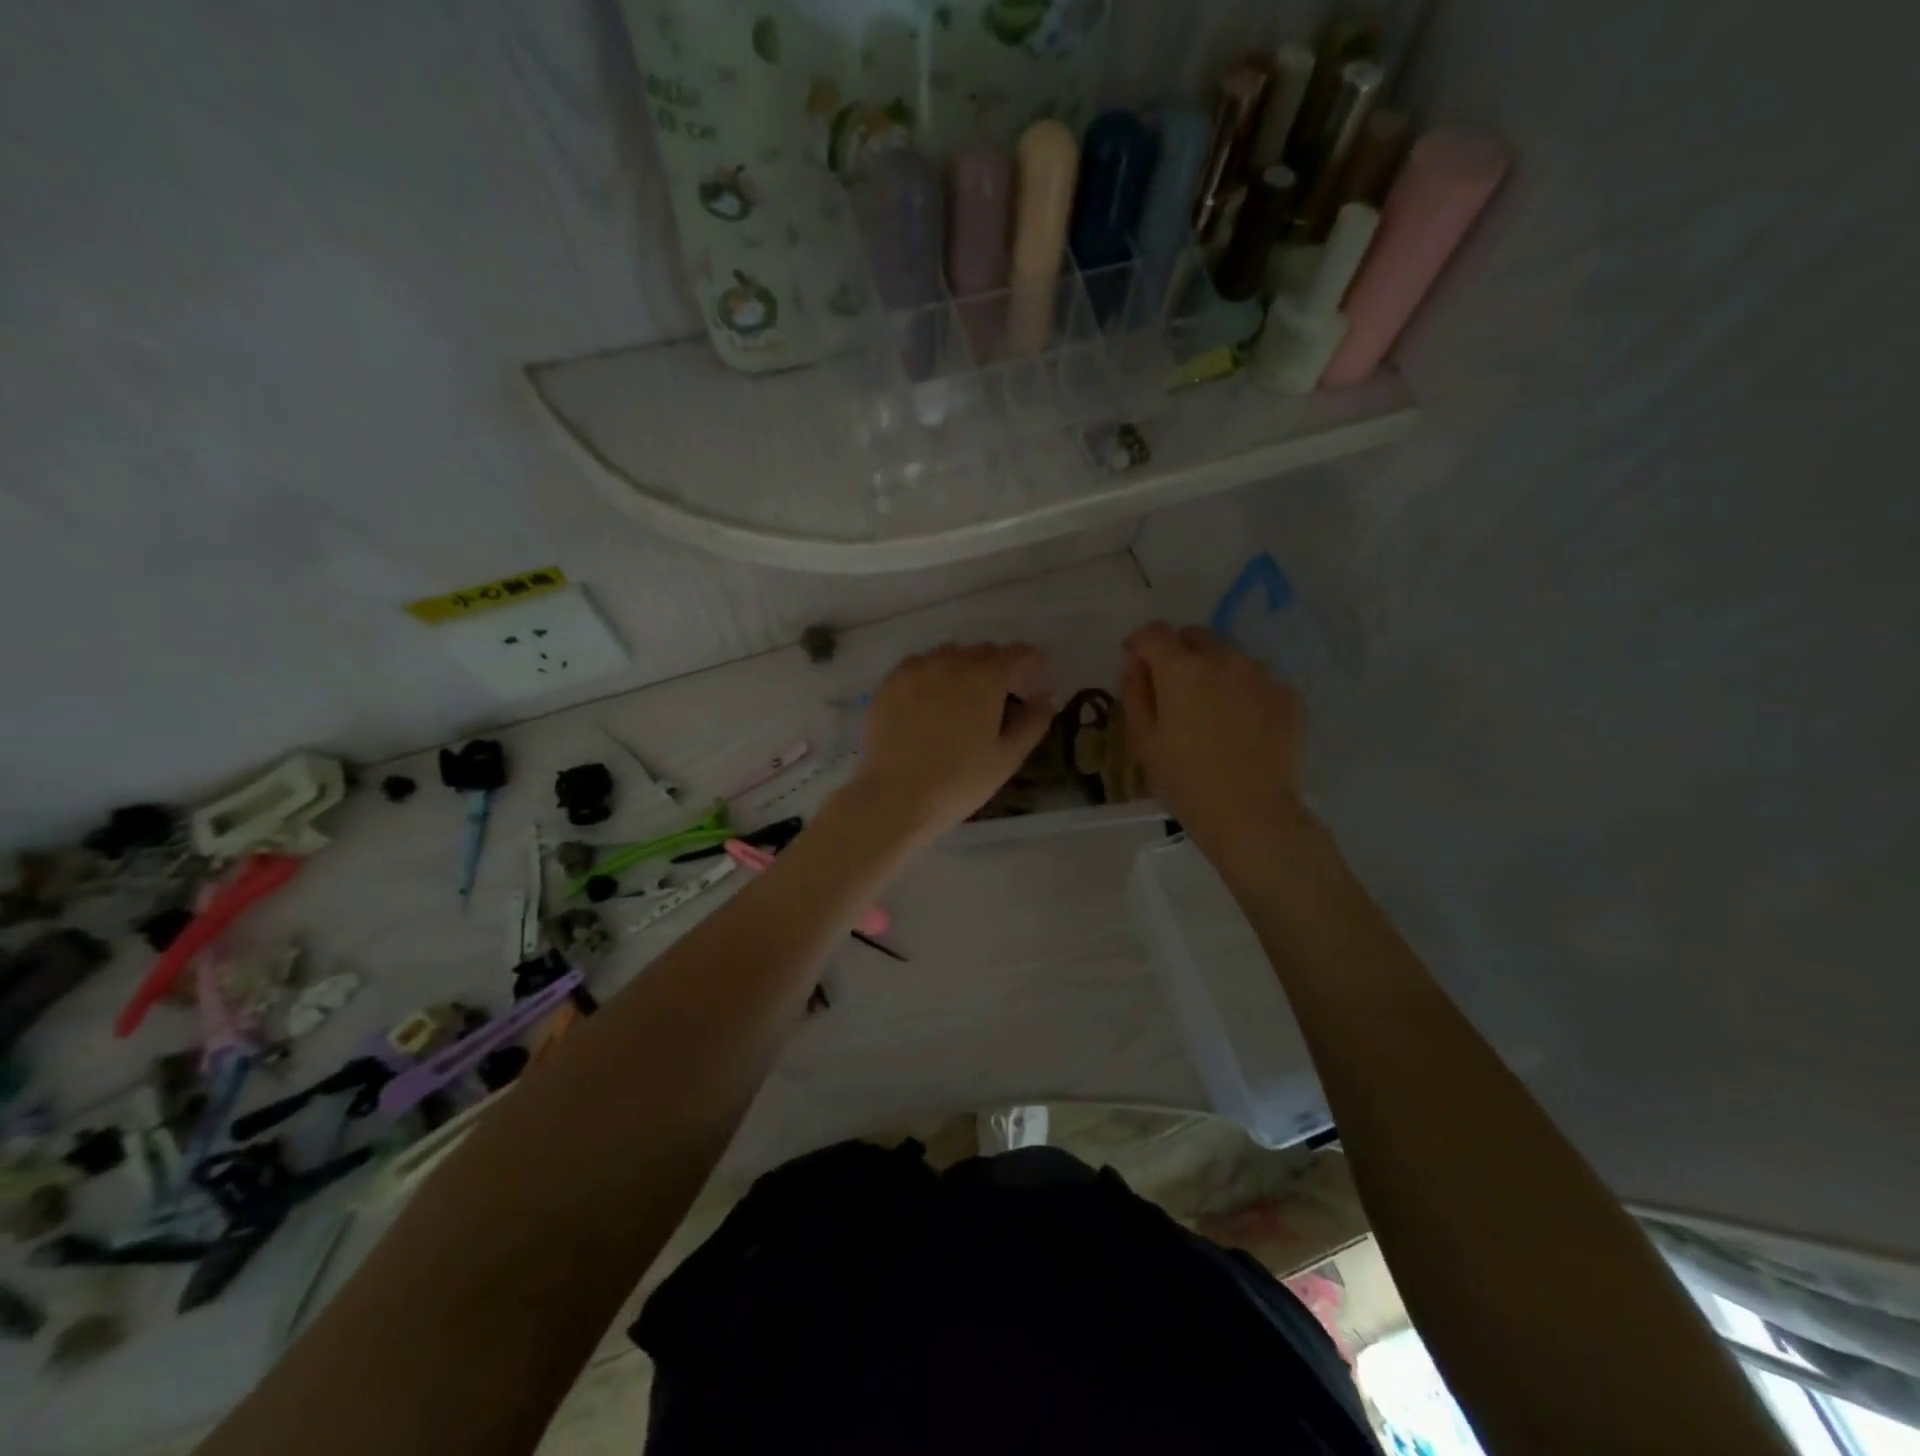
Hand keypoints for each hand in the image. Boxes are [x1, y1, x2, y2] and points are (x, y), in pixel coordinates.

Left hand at [851, 642, 1055, 840]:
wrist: (895, 798)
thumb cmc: (959, 782)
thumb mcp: (1007, 757)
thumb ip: (1034, 721)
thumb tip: (1046, 695)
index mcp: (985, 678)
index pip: (1020, 654)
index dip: (1035, 662)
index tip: (1040, 675)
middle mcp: (950, 662)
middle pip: (984, 651)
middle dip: (1000, 665)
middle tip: (1004, 692)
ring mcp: (915, 669)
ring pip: (950, 653)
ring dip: (965, 665)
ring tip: (965, 694)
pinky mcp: (889, 683)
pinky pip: (919, 664)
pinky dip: (933, 673)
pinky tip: (932, 697)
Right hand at [1121, 623, 1308, 864]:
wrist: (1252, 814)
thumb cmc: (1185, 781)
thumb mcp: (1143, 740)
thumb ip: (1134, 692)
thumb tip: (1135, 663)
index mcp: (1181, 669)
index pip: (1153, 632)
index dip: (1139, 644)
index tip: (1135, 665)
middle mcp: (1224, 659)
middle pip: (1195, 636)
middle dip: (1178, 653)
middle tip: (1172, 689)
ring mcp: (1261, 674)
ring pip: (1228, 655)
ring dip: (1212, 670)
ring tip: (1209, 710)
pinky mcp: (1287, 694)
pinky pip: (1255, 679)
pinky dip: (1241, 690)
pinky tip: (1239, 725)